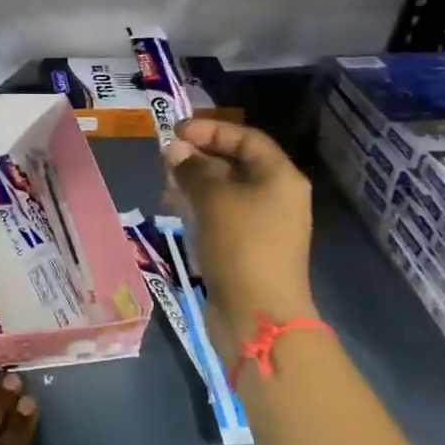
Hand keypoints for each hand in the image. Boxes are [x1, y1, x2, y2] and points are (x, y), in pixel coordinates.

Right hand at [165, 118, 316, 340]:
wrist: (258, 314)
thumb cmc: (240, 245)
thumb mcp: (212, 198)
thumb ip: (192, 168)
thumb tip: (175, 151)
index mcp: (280, 177)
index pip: (246, 138)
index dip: (211, 130)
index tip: (175, 131)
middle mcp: (276, 196)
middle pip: (235, 163)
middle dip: (198, 156)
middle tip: (165, 158)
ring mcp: (263, 223)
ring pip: (225, 190)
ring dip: (194, 182)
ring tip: (164, 183)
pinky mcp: (247, 247)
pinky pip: (222, 214)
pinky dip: (199, 206)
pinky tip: (174, 208)